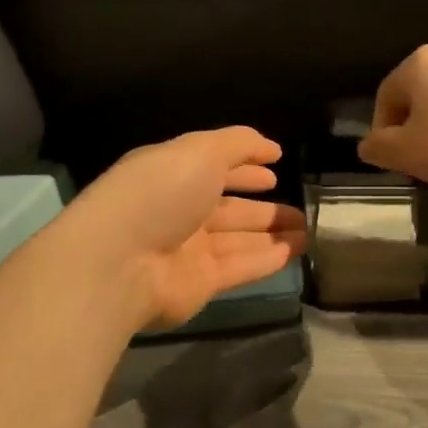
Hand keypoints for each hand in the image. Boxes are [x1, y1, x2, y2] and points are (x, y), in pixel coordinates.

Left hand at [63, 127, 306, 330]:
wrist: (119, 262)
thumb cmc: (159, 193)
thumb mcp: (200, 150)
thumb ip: (239, 143)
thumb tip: (272, 147)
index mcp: (173, 174)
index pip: (214, 168)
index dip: (245, 168)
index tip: (275, 170)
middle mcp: (180, 211)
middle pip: (229, 209)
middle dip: (264, 208)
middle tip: (300, 209)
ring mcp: (189, 250)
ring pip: (239, 239)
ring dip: (273, 234)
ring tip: (308, 230)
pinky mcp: (199, 284)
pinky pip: (241, 267)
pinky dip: (268, 259)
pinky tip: (296, 251)